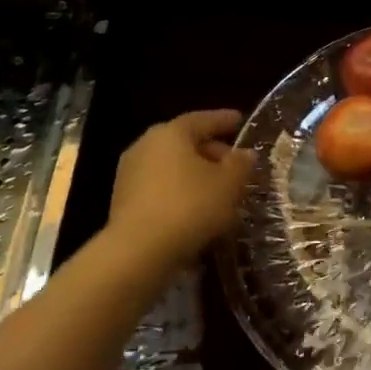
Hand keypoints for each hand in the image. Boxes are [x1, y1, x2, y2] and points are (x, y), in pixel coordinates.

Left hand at [107, 110, 255, 269]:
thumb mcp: (228, 184)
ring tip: (221, 192)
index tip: (240, 120)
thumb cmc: (190, 207)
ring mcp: (131, 173)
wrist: (139, 250)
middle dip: (212, 152)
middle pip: (185, 143)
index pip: (203, 119)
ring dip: (197, 176)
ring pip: (173, 167)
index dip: (224, 120)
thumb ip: (240, 164)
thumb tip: (245, 154)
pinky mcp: (125, 200)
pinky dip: (182, 192)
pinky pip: (162, 188)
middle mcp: (146, 146)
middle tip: (236, 165)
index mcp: (171, 133)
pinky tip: (198, 210)